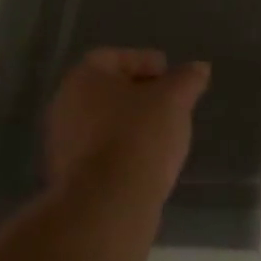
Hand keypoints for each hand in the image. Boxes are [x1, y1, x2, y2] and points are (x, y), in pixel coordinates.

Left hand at [46, 48, 210, 199]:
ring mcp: (61, 143)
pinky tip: (146, 159)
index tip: (169, 76)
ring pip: (103, 121)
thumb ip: (187, 79)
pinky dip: (122, 148)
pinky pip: (100, 150)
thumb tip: (198, 69)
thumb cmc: (139, 135)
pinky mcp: (67, 176)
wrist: (108, 204)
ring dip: (131, 123)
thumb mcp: (175, 98)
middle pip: (107, 90)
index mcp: (83, 78)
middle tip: (170, 102)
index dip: (144, 61)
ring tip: (163, 133)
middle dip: (140, 94)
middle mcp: (64, 105)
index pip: (114, 57)